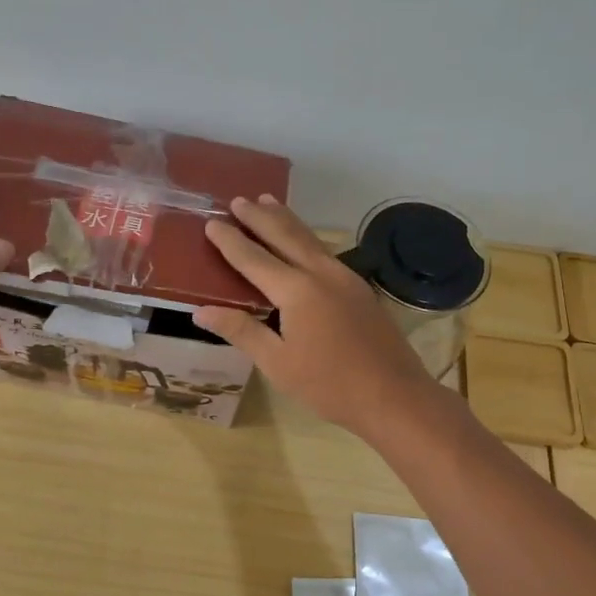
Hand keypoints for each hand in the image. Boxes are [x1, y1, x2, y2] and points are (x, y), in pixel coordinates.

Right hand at [193, 195, 444, 440]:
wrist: (394, 395)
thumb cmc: (329, 385)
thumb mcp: (277, 363)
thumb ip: (241, 331)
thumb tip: (200, 311)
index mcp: (296, 290)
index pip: (253, 258)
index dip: (230, 241)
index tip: (211, 223)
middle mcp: (321, 273)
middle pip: (285, 235)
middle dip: (260, 217)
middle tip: (238, 200)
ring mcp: (345, 278)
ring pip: (309, 239)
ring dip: (286, 220)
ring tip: (268, 202)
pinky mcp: (360, 289)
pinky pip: (325, 252)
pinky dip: (305, 238)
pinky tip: (303, 243)